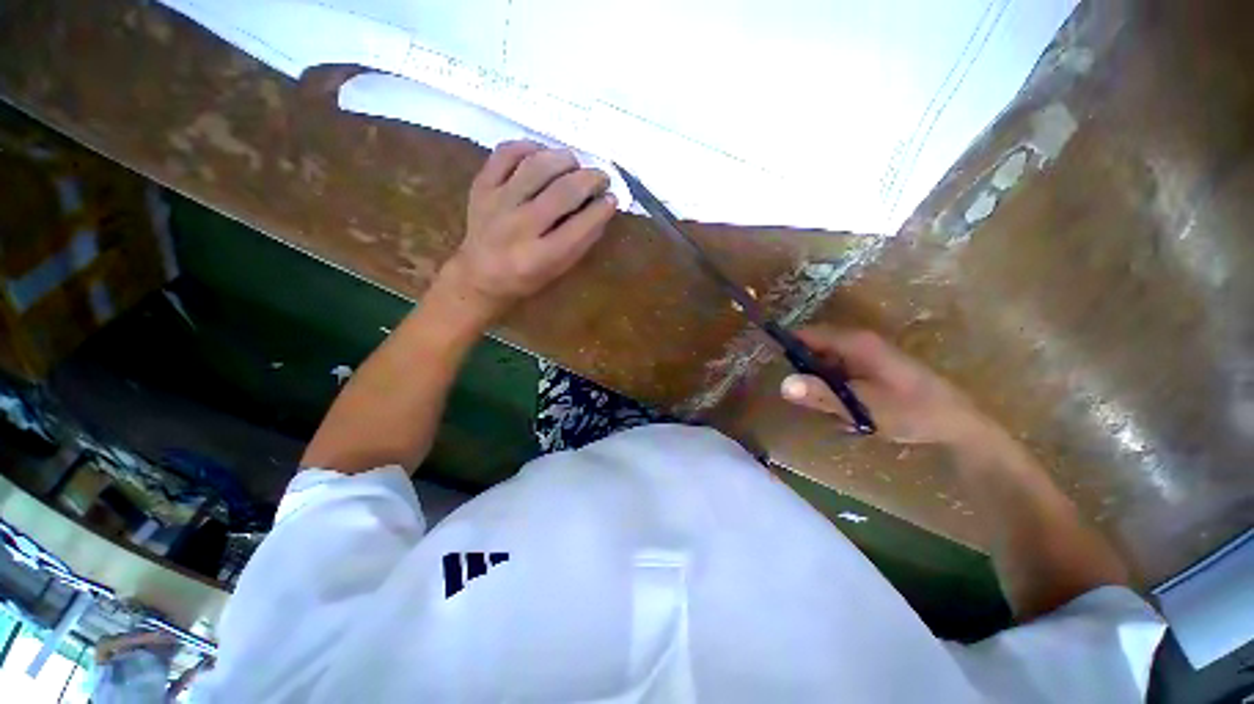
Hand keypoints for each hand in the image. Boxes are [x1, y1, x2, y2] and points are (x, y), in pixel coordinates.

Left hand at [437, 141, 616, 323]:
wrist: (480, 274)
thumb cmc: (527, 277)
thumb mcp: (559, 270)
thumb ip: (582, 241)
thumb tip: (604, 206)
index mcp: (539, 258)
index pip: (579, 227)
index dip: (601, 209)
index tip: (612, 198)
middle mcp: (518, 228)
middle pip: (562, 192)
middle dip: (589, 179)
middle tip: (600, 177)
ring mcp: (497, 203)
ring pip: (536, 166)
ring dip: (564, 159)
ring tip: (575, 164)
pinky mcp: (481, 186)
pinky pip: (506, 153)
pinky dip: (529, 147)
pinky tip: (543, 154)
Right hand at [779, 327, 992, 445]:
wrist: (958, 423)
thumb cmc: (911, 411)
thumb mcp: (862, 406)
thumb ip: (821, 395)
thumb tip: (782, 384)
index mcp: (854, 342)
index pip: (806, 334)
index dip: (784, 344)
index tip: (766, 362)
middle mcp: (857, 341)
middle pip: (813, 347)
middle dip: (800, 368)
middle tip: (796, 394)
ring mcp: (864, 353)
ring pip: (824, 360)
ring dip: (816, 380)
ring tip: (819, 404)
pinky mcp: (870, 366)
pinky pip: (837, 370)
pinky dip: (830, 385)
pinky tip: (839, 405)